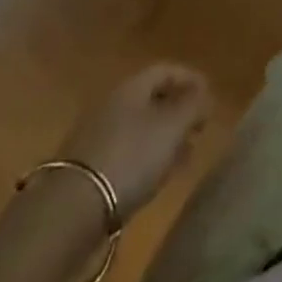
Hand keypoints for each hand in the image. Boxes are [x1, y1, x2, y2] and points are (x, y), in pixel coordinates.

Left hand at [59, 63, 211, 220]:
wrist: (71, 212)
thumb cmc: (130, 158)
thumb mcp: (173, 127)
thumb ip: (194, 106)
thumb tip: (205, 95)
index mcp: (131, 87)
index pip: (166, 70)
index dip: (191, 79)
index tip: (210, 98)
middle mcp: (111, 104)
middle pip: (151, 98)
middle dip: (178, 111)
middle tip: (198, 129)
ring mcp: (95, 137)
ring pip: (138, 127)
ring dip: (162, 137)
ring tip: (182, 156)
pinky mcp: (86, 169)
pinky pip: (124, 152)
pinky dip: (144, 158)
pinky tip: (154, 177)